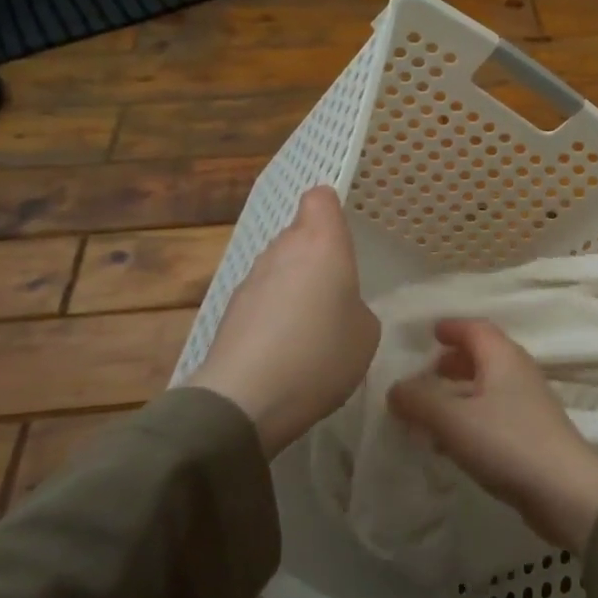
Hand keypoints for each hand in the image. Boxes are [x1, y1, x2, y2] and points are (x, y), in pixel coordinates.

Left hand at [190, 187, 379, 456]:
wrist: (245, 399)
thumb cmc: (321, 355)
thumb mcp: (366, 334)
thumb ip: (356, 307)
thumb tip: (338, 308)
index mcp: (322, 244)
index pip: (320, 198)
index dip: (332, 210)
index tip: (344, 235)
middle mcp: (283, 250)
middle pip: (299, 234)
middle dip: (316, 255)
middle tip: (336, 291)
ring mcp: (251, 279)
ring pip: (279, 266)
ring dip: (294, 285)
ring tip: (309, 327)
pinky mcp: (230, 310)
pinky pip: (262, 298)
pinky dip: (273, 313)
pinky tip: (284, 350)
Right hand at [390, 318, 597, 552]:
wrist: (566, 491)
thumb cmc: (507, 442)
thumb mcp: (452, 419)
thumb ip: (419, 400)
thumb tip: (396, 388)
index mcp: (502, 357)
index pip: (475, 328)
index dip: (452, 327)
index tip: (430, 332)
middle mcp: (518, 372)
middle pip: (483, 355)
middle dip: (454, 360)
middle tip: (427, 372)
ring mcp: (529, 404)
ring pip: (488, 386)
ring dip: (460, 392)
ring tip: (432, 410)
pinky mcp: (532, 434)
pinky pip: (494, 414)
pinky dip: (471, 417)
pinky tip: (453, 443)